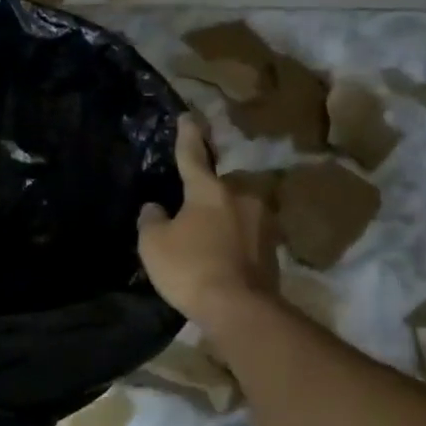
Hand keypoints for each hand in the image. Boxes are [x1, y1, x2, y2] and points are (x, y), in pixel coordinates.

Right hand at [137, 116, 277, 330]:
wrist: (239, 308)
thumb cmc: (190, 268)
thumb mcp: (153, 244)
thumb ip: (151, 220)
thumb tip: (155, 208)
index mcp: (209, 190)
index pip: (193, 155)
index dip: (187, 136)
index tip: (187, 117)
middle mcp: (242, 197)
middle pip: (219, 187)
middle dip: (206, 195)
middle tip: (189, 212)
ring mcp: (263, 222)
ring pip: (235, 212)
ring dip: (221, 221)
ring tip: (204, 241)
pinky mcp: (273, 248)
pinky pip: (245, 236)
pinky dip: (232, 242)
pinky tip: (220, 259)